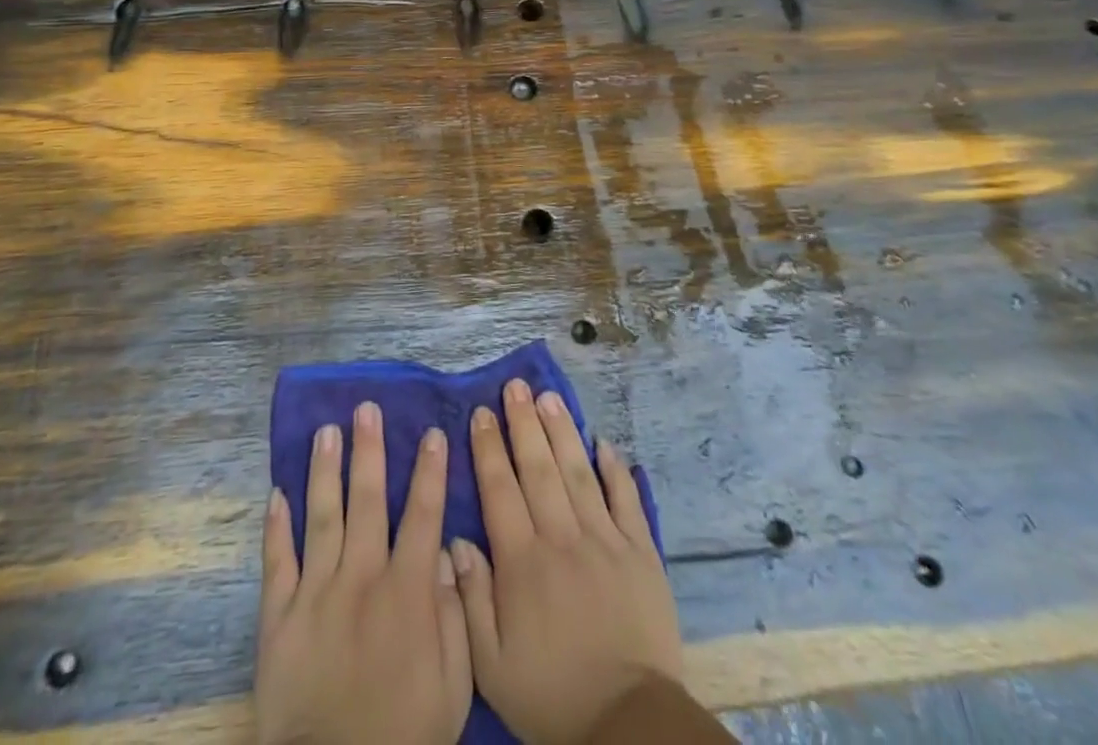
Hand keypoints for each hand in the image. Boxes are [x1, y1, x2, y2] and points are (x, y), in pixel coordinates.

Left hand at [255, 401, 470, 744]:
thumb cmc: (403, 736)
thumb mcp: (452, 687)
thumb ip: (454, 616)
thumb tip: (444, 555)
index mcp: (406, 592)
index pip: (423, 515)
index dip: (430, 471)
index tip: (431, 433)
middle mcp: (361, 578)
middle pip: (368, 500)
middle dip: (369, 450)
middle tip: (366, 408)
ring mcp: (316, 593)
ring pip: (322, 516)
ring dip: (326, 470)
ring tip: (326, 430)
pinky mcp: (278, 617)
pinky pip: (277, 561)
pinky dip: (276, 526)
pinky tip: (277, 493)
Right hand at [451, 380, 681, 744]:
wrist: (627, 725)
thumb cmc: (551, 695)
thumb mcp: (491, 665)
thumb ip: (470, 599)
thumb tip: (456, 540)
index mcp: (523, 562)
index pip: (500, 490)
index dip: (489, 448)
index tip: (481, 412)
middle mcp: (562, 538)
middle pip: (539, 468)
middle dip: (524, 423)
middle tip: (515, 386)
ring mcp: (605, 541)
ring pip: (578, 472)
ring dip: (562, 432)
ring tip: (549, 397)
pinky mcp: (641, 552)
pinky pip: (626, 500)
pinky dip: (615, 469)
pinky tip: (604, 442)